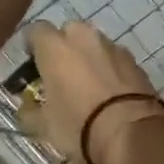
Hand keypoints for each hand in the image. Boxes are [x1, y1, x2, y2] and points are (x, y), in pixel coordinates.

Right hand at [22, 21, 163, 163]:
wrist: (131, 132)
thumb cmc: (78, 124)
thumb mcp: (43, 125)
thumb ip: (29, 112)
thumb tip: (27, 108)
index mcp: (54, 46)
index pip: (35, 31)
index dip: (32, 48)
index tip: (32, 68)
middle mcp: (83, 37)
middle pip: (68, 33)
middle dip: (63, 50)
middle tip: (61, 76)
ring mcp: (113, 47)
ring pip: (94, 46)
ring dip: (88, 60)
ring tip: (88, 88)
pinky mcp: (136, 62)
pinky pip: (115, 61)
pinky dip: (110, 71)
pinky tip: (109, 96)